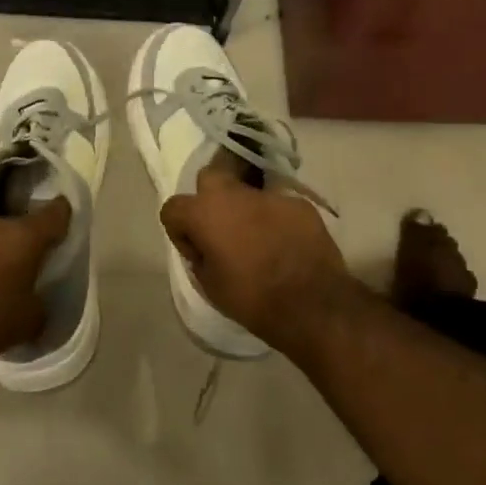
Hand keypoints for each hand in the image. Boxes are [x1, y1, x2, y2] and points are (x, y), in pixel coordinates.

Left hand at [0, 197, 71, 365]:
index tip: (68, 218)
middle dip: (29, 243)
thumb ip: (40, 307)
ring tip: (4, 283)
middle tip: (36, 263)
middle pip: (20, 228)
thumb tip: (36, 304)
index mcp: (25, 236)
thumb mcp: (30, 321)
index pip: (54, 213)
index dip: (64, 214)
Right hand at [159, 166, 360, 353]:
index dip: (180, 232)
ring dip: (246, 212)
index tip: (196, 253)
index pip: (173, 208)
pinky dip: (277, 222)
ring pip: (248, 194)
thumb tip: (206, 248)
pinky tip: (287, 246)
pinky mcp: (300, 205)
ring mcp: (270, 196)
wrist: (312, 305)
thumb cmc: (252, 298)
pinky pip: (278, 208)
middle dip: (209, 199)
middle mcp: (234, 194)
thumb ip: (201, 257)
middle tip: (221, 230)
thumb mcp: (210, 285)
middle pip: (209, 179)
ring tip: (260, 242)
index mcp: (204, 212)